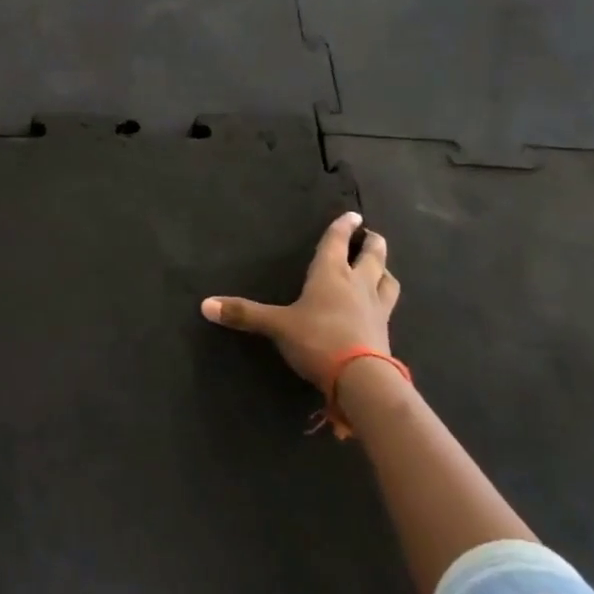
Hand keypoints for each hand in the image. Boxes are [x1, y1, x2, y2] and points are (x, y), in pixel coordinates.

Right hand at [201, 212, 400, 391]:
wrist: (361, 378)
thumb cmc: (317, 339)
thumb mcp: (276, 326)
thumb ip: (244, 314)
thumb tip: (204, 305)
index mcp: (331, 274)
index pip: (337, 242)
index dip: (342, 227)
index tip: (352, 215)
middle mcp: (357, 284)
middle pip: (371, 256)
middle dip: (371, 244)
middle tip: (371, 235)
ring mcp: (376, 308)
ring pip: (387, 280)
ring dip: (384, 270)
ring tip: (381, 269)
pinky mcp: (385, 331)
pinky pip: (389, 307)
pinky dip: (385, 299)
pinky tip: (381, 306)